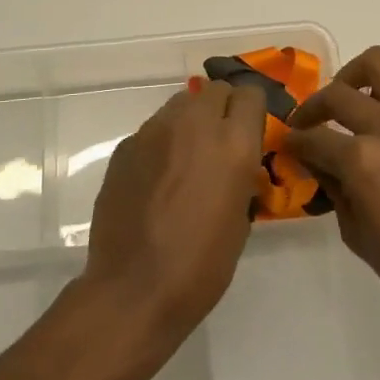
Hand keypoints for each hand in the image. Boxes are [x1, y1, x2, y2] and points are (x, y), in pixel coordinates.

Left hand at [81, 78, 267, 350]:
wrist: (134, 288)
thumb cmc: (200, 265)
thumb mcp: (240, 221)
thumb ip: (241, 178)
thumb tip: (237, 167)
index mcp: (233, 144)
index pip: (251, 94)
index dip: (252, 110)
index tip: (251, 131)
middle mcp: (195, 125)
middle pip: (214, 90)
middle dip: (222, 108)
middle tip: (220, 143)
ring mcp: (154, 132)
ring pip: (180, 104)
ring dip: (190, 121)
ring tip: (186, 158)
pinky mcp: (126, 146)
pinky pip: (153, 130)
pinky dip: (162, 143)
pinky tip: (156, 178)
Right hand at [285, 46, 379, 325]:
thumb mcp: (357, 235)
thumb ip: (334, 189)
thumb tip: (319, 163)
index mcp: (363, 161)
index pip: (314, 138)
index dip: (295, 141)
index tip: (289, 143)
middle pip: (338, 92)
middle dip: (314, 106)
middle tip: (310, 122)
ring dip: (358, 77)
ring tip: (355, 100)